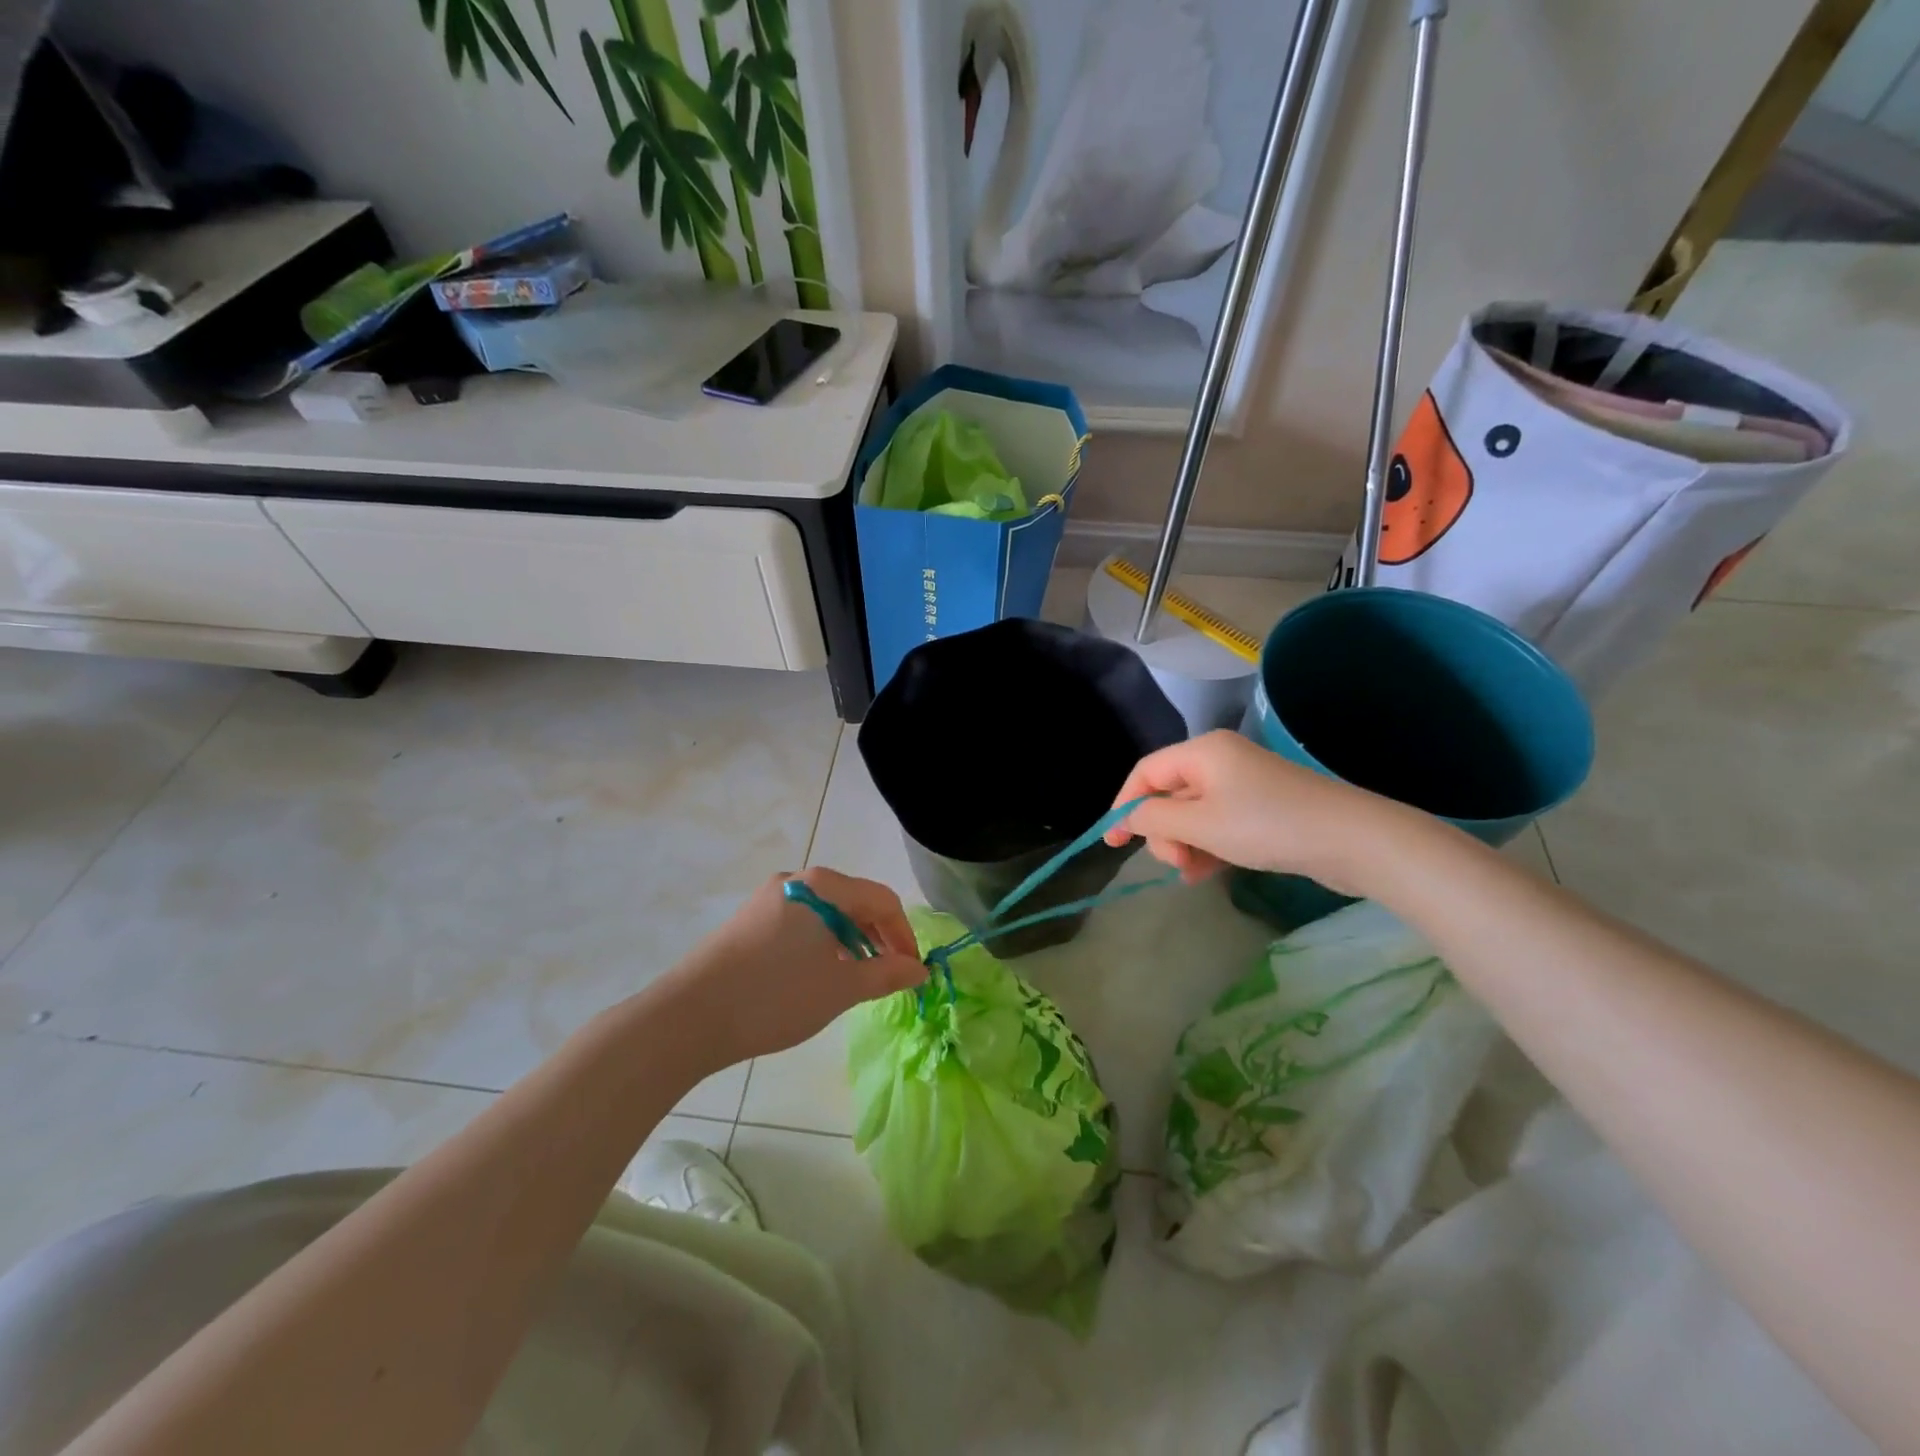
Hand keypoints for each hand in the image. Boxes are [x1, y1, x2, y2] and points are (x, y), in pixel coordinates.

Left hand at [651, 868, 926, 1069]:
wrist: (689, 1017)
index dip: (904, 935)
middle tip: (889, 976)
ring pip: (826, 913)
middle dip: (878, 937)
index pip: (882, 900)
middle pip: (854, 901)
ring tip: (856, 978)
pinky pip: (800, 923)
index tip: (913, 971)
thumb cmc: (776, 996)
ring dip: (851, 942)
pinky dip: (822, 944)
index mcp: (823, 886)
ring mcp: (768, 898)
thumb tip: (919, 969)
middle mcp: (797, 880)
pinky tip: (818, 975)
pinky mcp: (749, 920)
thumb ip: (886, 974)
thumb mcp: (841, 988)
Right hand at [1104, 730, 1402, 894]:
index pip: (1146, 773)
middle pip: (1169, 796)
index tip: (1112, 842)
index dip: (1124, 805)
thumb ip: (1154, 820)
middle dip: (1164, 832)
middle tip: (1177, 862)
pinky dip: (1209, 848)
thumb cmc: (1267, 825)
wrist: (1353, 840)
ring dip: (1186, 845)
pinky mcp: (1263, 810)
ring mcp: (1244, 786)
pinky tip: (1208, 874)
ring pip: (1193, 816)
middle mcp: (1220, 762)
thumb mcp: (1201, 824)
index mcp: (1202, 752)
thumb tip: (1129, 818)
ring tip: (1195, 874)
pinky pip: (1219, 826)